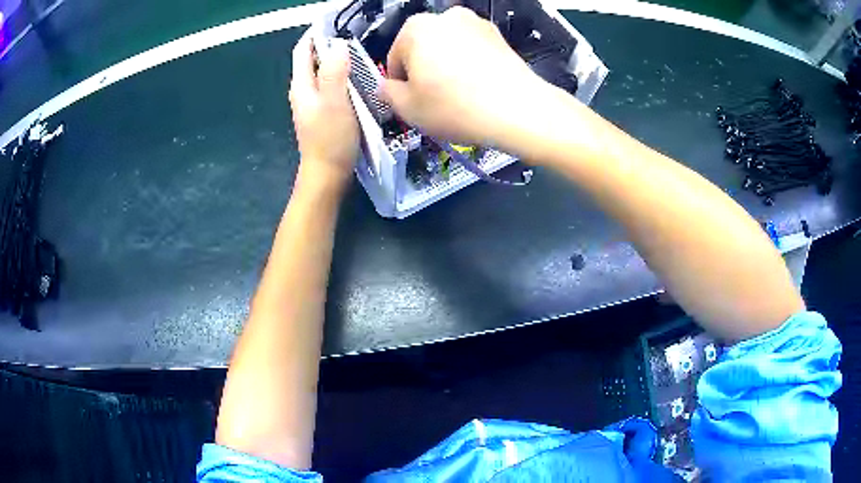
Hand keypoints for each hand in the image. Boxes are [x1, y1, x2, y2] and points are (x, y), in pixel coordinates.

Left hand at [289, 31, 359, 193]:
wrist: (327, 175)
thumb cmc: (331, 139)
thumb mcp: (335, 103)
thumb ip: (334, 73)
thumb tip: (338, 46)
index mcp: (301, 86)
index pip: (302, 50)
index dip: (315, 34)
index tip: (335, 23)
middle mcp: (303, 91)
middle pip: (311, 59)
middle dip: (328, 44)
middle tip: (353, 35)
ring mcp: (311, 103)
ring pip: (321, 73)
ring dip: (335, 60)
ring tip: (357, 52)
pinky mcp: (321, 112)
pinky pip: (329, 85)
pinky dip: (340, 76)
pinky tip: (355, 78)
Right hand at [382, 7, 545, 146]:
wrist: (519, 111)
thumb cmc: (459, 107)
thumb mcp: (408, 108)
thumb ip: (387, 94)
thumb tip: (386, 88)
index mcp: (416, 28)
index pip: (395, 58)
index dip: (399, 84)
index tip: (409, 100)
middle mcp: (446, 17)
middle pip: (422, 50)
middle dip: (424, 73)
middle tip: (432, 101)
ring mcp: (476, 24)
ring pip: (448, 49)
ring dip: (446, 69)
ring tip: (457, 98)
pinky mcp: (498, 36)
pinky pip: (472, 52)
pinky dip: (469, 67)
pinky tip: (476, 90)